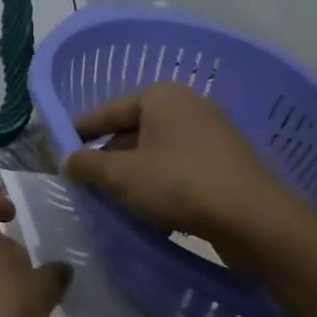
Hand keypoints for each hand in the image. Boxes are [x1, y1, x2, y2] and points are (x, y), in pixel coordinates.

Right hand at [63, 82, 316, 252]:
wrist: (255, 220)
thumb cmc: (180, 184)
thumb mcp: (122, 176)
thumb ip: (87, 165)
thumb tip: (67, 160)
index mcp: (161, 97)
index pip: (109, 110)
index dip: (81, 131)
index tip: (61, 150)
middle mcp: (188, 106)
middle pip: (133, 131)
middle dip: (109, 157)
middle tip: (86, 182)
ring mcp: (211, 134)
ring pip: (156, 152)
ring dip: (134, 175)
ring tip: (114, 201)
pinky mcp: (226, 163)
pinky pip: (180, 168)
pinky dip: (160, 184)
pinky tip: (151, 212)